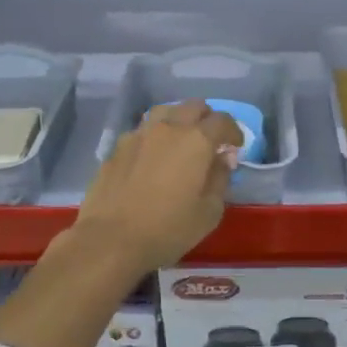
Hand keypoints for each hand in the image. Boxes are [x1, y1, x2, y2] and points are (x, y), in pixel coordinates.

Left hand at [70, 101, 241, 271]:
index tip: (235, 146)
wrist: (111, 239)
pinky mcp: (117, 147)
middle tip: (211, 141)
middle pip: (193, 107)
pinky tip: (153, 156)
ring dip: (179, 120)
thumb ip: (220, 179)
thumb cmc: (168, 229)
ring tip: (181, 141)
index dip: (233, 131)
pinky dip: (155, 136)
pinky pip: (143, 130)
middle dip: (207, 119)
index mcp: (196, 141)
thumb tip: (223, 158)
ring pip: (165, 112)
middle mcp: (168, 128)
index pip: (222, 121)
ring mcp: (139, 134)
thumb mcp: (209, 212)